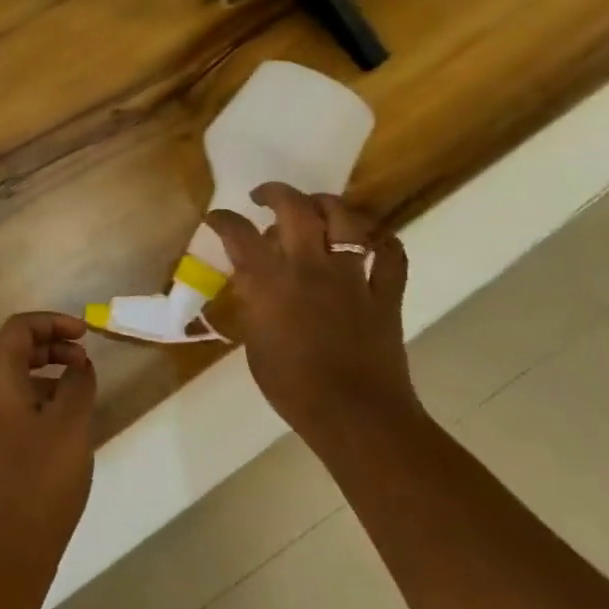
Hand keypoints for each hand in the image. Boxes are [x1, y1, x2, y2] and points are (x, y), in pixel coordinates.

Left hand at [0, 313, 96, 579]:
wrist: (10, 543)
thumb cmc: (42, 477)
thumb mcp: (70, 424)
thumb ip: (77, 383)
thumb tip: (79, 364)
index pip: (19, 329)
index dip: (53, 323)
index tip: (85, 334)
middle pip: (14, 349)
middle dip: (51, 345)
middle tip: (85, 359)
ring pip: (13, 375)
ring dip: (46, 369)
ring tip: (80, 386)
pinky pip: (13, 399)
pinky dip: (39, 393)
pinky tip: (66, 415)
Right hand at [205, 185, 419, 445]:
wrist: (355, 415)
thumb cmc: (292, 387)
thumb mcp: (255, 342)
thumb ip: (253, 302)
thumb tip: (253, 280)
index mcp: (271, 282)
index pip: (239, 234)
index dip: (223, 219)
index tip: (217, 218)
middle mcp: (311, 267)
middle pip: (295, 208)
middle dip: (276, 193)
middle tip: (264, 197)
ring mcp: (353, 276)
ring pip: (346, 219)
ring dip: (327, 204)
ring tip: (316, 207)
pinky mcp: (386, 293)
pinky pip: (391, 255)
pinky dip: (381, 240)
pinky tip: (370, 239)